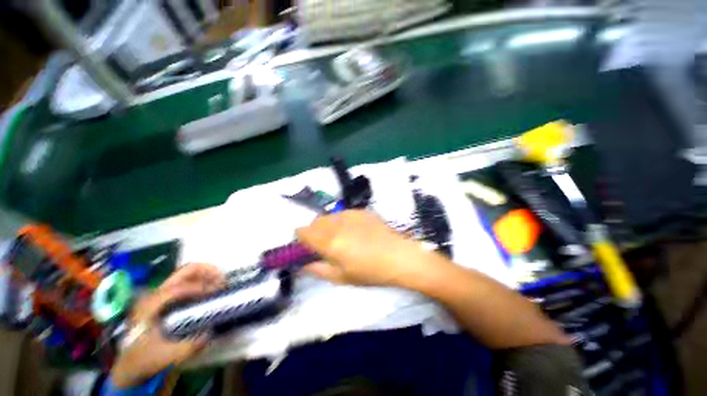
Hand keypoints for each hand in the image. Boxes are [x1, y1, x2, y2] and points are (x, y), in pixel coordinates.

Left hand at [111, 263, 225, 388]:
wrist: (130, 362)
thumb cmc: (144, 358)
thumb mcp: (164, 357)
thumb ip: (187, 347)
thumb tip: (211, 332)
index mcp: (151, 305)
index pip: (177, 288)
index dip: (199, 288)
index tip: (217, 293)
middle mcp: (156, 293)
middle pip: (184, 271)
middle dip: (207, 272)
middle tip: (223, 281)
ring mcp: (162, 294)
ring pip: (187, 274)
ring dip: (207, 275)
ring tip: (221, 284)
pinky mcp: (168, 298)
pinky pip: (189, 282)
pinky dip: (203, 281)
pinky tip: (212, 291)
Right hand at [296, 210, 444, 287]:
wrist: (399, 256)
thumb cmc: (370, 272)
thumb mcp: (341, 278)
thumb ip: (318, 269)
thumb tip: (303, 264)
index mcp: (329, 241)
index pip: (303, 231)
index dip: (301, 238)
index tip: (307, 245)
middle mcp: (337, 223)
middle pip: (315, 221)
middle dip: (315, 231)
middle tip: (325, 243)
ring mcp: (350, 214)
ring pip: (329, 216)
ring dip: (329, 225)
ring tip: (342, 237)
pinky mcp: (361, 211)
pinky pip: (344, 213)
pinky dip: (342, 221)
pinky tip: (355, 231)